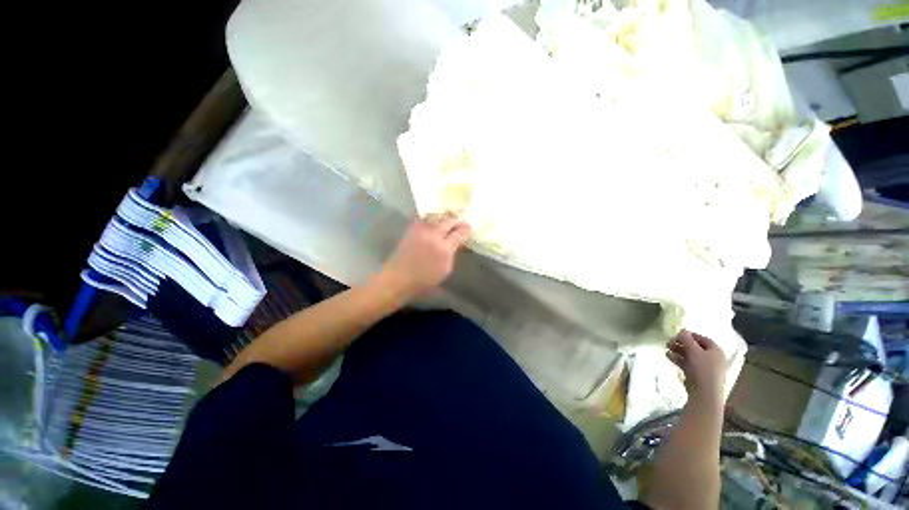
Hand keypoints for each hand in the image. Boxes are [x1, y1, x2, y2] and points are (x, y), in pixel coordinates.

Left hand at [379, 215, 470, 299]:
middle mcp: (434, 235)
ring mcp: (421, 229)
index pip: (459, 233)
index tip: (469, 229)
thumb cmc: (424, 279)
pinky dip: (431, 215)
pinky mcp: (412, 228)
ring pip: (437, 216)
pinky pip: (424, 216)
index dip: (466, 230)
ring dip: (446, 217)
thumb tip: (456, 242)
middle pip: (449, 221)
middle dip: (457, 221)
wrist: (399, 277)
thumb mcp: (445, 270)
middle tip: (462, 223)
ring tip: (450, 219)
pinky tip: (434, 218)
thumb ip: (452, 253)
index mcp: (444, 249)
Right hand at [666, 330, 726, 406]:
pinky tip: (668, 356)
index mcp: (716, 351)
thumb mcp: (694, 351)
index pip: (703, 339)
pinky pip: (687, 363)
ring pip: (690, 355)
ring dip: (678, 351)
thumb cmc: (702, 369)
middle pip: (695, 347)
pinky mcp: (697, 374)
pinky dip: (678, 359)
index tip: (677, 334)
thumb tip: (682, 330)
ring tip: (666, 348)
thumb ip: (686, 339)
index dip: (690, 335)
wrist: (704, 392)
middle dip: (681, 343)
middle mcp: (712, 358)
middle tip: (669, 342)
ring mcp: (705, 367)